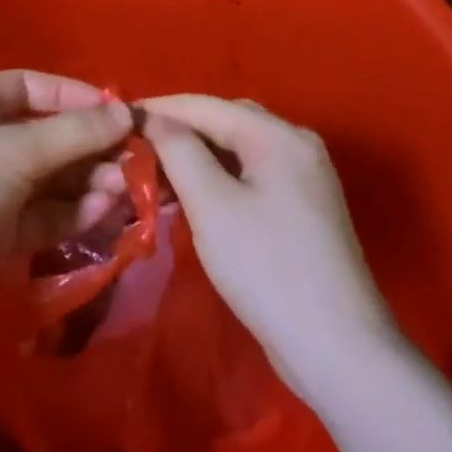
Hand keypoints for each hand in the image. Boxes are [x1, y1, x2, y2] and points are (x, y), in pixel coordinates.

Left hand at [0, 71, 131, 336]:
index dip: (74, 97)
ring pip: (50, 179)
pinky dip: (72, 213)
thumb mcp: (11, 152)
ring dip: (87, 182)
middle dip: (89, 147)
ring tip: (123, 190)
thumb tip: (126, 113)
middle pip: (47, 136)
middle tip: (132, 161)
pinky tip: (101, 213)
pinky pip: (43, 214)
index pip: (31, 88)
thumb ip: (72, 134)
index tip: (118, 113)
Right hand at [141, 95, 400, 392]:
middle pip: (225, 122)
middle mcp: (296, 144)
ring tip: (151, 175)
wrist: (335, 346)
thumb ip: (179, 151)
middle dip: (177, 131)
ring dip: (195, 157)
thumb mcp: (212, 204)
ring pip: (236, 151)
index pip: (206, 106)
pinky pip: (250, 177)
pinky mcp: (300, 209)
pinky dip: (216, 180)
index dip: (159, 109)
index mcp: (279, 135)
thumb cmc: (266, 267)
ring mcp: (303, 178)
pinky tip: (188, 198)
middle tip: (133, 147)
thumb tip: (153, 119)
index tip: (116, 118)